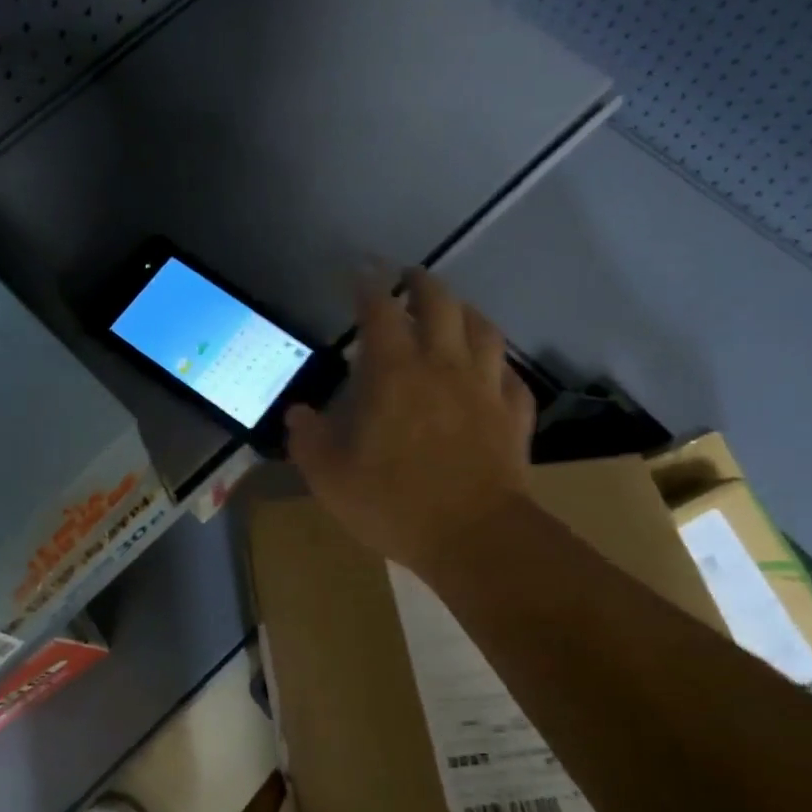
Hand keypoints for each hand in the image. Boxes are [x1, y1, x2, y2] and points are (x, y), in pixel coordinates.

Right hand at [287, 269, 536, 579]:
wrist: (474, 537)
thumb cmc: (394, 504)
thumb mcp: (330, 479)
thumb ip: (309, 440)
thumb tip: (298, 414)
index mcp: (395, 375)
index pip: (381, 313)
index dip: (368, 288)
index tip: (360, 275)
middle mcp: (443, 367)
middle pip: (440, 304)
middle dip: (421, 284)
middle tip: (408, 278)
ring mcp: (485, 389)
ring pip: (484, 330)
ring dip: (466, 311)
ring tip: (454, 311)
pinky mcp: (514, 416)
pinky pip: (511, 377)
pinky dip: (498, 365)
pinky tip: (492, 371)